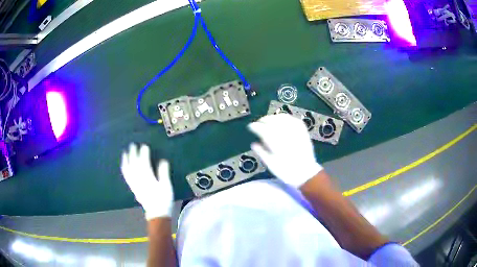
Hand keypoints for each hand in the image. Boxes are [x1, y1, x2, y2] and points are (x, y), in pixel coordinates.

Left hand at [121, 143, 173, 219]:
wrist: (156, 213)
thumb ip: (163, 173)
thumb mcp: (167, 187)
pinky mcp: (133, 187)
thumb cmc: (163, 200)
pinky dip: (124, 168)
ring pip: (128, 169)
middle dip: (133, 154)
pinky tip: (124, 164)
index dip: (144, 153)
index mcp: (148, 178)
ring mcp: (134, 183)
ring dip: (126, 160)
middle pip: (134, 164)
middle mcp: (139, 179)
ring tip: (125, 152)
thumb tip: (163, 161)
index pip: (144, 163)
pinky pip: (126, 176)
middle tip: (133, 145)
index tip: (144, 146)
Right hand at [248, 114, 322, 187]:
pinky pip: (294, 120)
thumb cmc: (286, 172)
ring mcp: (296, 133)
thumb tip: (254, 144)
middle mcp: (286, 137)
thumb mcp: (271, 165)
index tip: (251, 126)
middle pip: (273, 122)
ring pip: (284, 119)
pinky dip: (287, 118)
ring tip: (268, 119)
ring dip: (274, 117)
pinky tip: (282, 119)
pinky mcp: (303, 132)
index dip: (256, 127)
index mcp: (277, 145)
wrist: (305, 173)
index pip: (264, 130)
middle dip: (264, 120)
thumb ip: (261, 153)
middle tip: (258, 122)